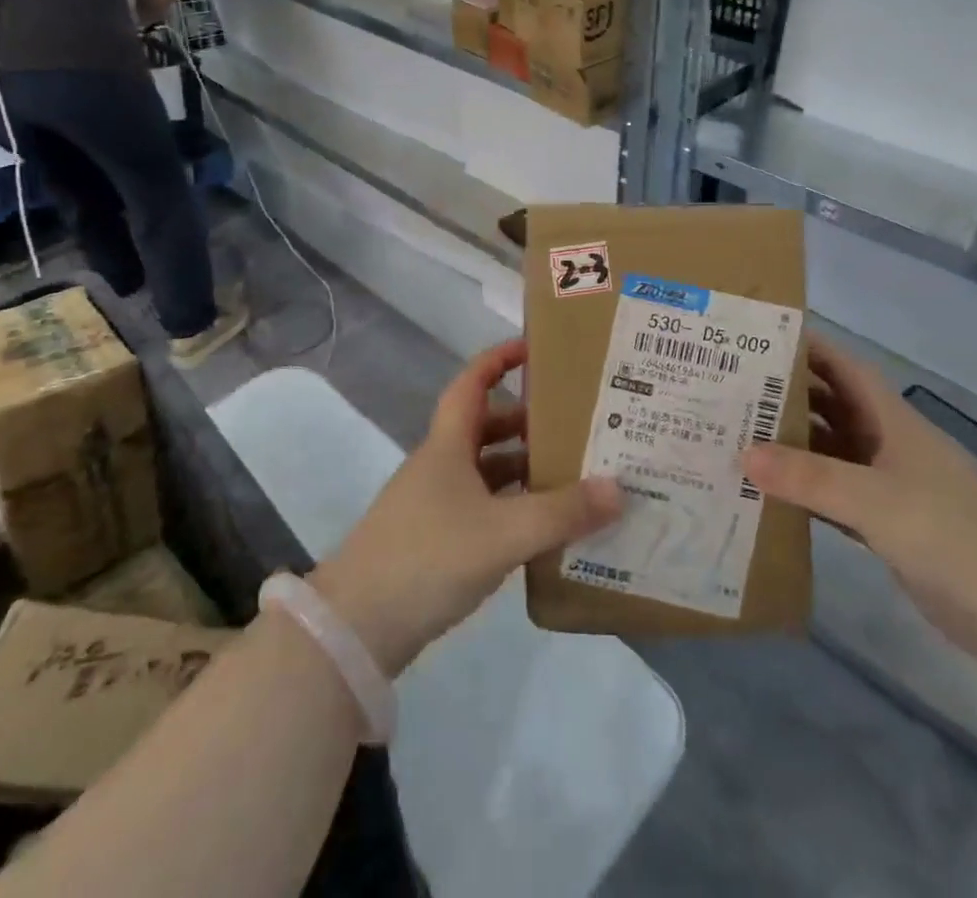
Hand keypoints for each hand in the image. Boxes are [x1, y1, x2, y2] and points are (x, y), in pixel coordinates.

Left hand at [309, 339, 622, 675]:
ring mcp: (435, 504)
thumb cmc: (429, 557)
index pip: (472, 383)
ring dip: (524, 469)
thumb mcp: (503, 532)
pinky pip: (483, 508)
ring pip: (487, 471)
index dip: (499, 359)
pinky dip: (513, 508)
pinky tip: (544, 528)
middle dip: (528, 421)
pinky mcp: (435, 541)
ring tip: (573, 475)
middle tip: (575, 423)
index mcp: (448, 445)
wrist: (357, 628)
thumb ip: (562, 512)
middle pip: (486, 428)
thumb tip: (619, 488)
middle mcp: (440, 466)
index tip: (535, 348)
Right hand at [741, 335, 976, 660]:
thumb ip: (808, 477)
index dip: (808, 348)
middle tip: (732, 390)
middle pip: (832, 408)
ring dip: (792, 446)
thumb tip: (742, 454)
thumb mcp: (874, 498)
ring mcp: (890, 488)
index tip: (759, 339)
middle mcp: (889, 445)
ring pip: (831, 453)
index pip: (844, 368)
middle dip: (788, 396)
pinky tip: (769, 494)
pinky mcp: (889, 528)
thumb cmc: (951, 533)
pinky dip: (805, 492)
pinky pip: (835, 498)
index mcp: (892, 420)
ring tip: (738, 437)